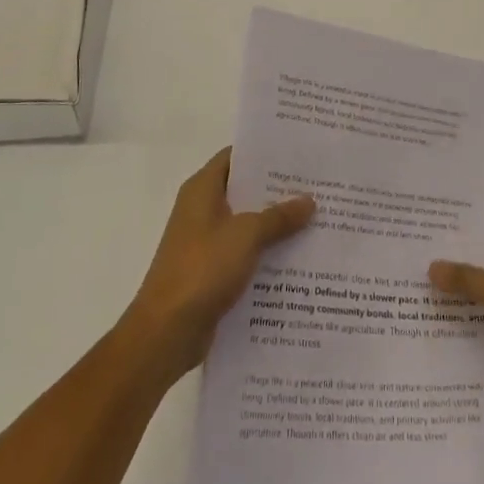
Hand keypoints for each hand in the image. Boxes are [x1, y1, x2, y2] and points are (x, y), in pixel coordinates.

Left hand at [119, 148, 314, 383]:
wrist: (167, 332)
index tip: (298, 153)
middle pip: (244, 190)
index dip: (264, 152)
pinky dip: (266, 253)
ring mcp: (206, 242)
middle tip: (317, 186)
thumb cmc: (202, 269)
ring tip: (316, 219)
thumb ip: (279, 216)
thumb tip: (309, 200)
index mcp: (202, 189)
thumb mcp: (246, 235)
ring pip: (247, 224)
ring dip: (275, 224)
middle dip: (278, 190)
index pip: (235, 156)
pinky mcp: (211, 272)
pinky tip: (298, 258)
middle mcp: (202, 209)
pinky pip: (245, 253)